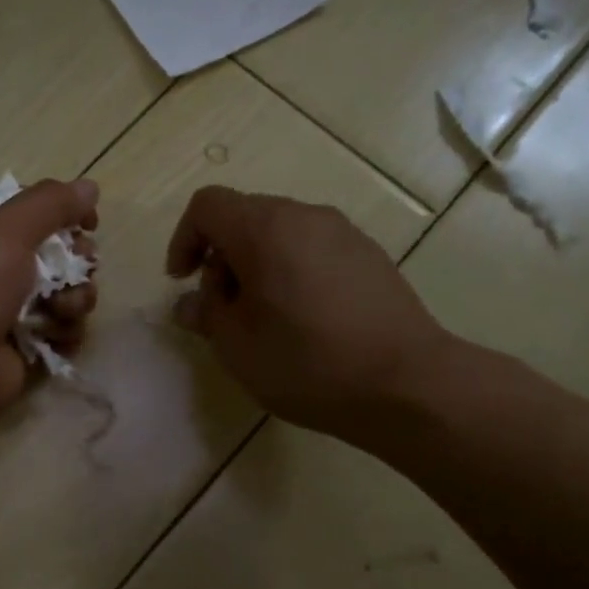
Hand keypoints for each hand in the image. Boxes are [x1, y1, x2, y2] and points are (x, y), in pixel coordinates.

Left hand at [0, 178, 99, 425]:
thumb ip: (52, 204)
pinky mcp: (27, 348)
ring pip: (69, 296)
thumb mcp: (6, 229)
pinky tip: (53, 338)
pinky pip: (65, 333)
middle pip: (62, 256)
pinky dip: (65, 334)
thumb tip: (90, 187)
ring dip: (75, 301)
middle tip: (73, 273)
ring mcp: (15, 311)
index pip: (38, 212)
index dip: (67, 215)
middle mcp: (0, 268)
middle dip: (78, 263)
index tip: (88, 224)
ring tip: (57, 311)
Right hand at [166, 186, 445, 440]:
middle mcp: (305, 216)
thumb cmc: (307, 363)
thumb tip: (192, 303)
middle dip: (222, 258)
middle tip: (224, 310)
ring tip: (264, 319)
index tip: (183, 282)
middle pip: (245, 217)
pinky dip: (293, 272)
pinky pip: (314, 250)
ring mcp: (344, 233)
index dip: (184, 239)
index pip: (207, 206)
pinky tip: (305, 320)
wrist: (405, 382)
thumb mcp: (237, 347)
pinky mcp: (370, 255)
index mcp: (265, 229)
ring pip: (282, 234)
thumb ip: (207, 314)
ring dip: (258, 267)